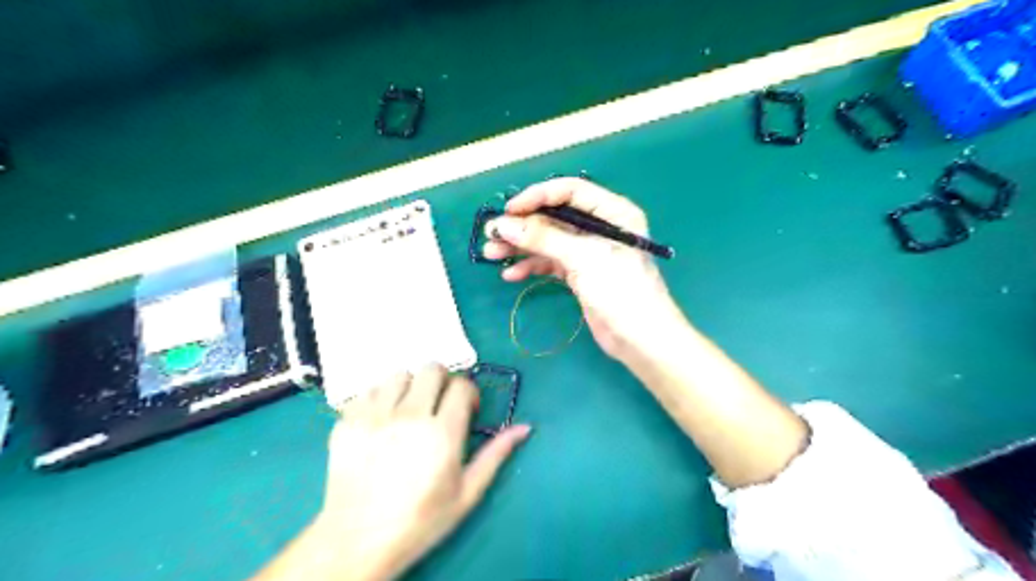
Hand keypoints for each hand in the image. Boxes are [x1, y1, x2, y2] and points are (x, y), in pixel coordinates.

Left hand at [313, 367, 525, 579]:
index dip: (468, 392)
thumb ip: (496, 455)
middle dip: (442, 381)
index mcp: (442, 433)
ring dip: (410, 386)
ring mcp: (374, 416)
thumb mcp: (467, 493)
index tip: (466, 410)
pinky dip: (379, 398)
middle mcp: (409, 416)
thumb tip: (524, 427)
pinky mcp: (347, 421)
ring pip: (399, 374)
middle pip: (431, 369)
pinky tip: (382, 420)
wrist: (357, 541)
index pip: (461, 385)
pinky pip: (369, 390)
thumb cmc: (420, 520)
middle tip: (439, 404)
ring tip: (409, 410)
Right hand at [488, 176, 685, 363]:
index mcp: (612, 212)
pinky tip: (511, 274)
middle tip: (492, 234)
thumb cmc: (621, 290)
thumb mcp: (583, 258)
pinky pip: (551, 262)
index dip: (537, 196)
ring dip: (521, 247)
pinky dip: (532, 266)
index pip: (570, 191)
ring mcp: (588, 251)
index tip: (508, 210)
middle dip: (523, 225)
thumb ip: (543, 239)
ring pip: (549, 241)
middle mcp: (600, 227)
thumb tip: (503, 224)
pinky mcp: (580, 273)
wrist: (641, 340)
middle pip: (555, 217)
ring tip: (492, 254)